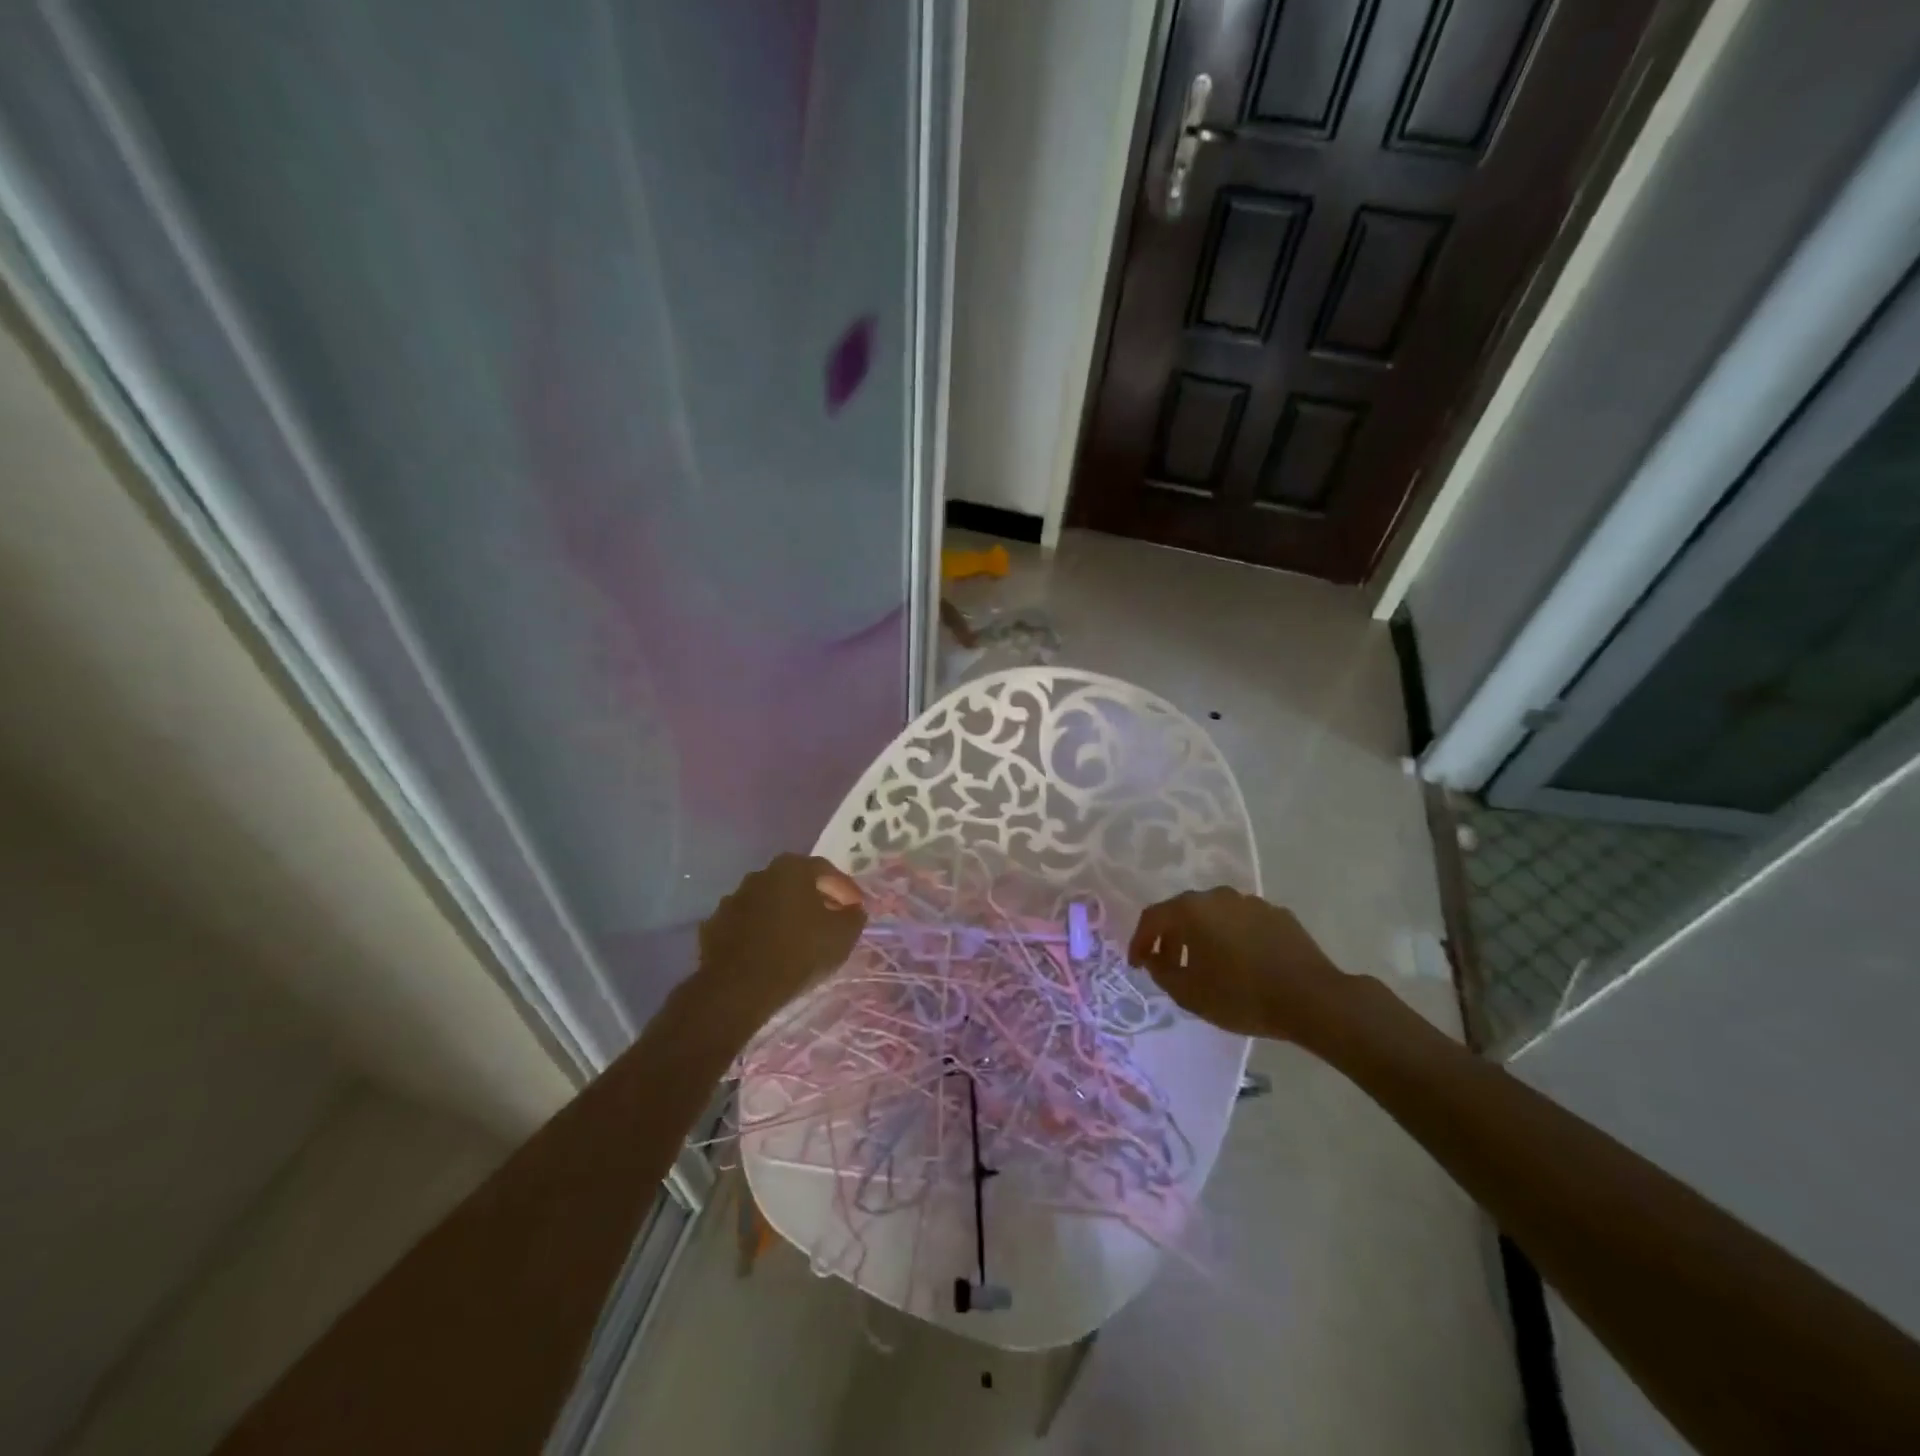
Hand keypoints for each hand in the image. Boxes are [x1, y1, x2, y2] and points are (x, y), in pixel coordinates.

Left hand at [697, 854, 866, 1027]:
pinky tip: (771, 951)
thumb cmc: (798, 953)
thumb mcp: (842, 936)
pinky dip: (762, 932)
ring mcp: (733, 899)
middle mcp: (760, 875)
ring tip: (800, 939)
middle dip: (815, 899)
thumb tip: (853, 910)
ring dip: (786, 915)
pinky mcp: (715, 926)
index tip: (856, 908)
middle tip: (830, 920)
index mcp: (791, 869)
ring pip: (769, 902)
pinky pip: (748, 924)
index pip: (826, 871)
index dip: (845, 889)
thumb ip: (853, 916)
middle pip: (795, 883)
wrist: (738, 988)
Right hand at [1129, 887, 1363, 1046]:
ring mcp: (1251, 902)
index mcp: (1192, 910)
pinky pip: (1242, 923)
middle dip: (1170, 938)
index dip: (1139, 941)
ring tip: (1204, 965)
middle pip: (1183, 912)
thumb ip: (1161, 972)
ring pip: (1214, 916)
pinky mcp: (1277, 914)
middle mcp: (1218, 896)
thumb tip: (1153, 959)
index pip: (1153, 918)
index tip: (1136, 964)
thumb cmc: (1242, 996)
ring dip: (1202, 936)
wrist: (1313, 999)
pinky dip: (1231, 937)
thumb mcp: (1189, 993)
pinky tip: (1239, 963)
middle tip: (1167, 965)